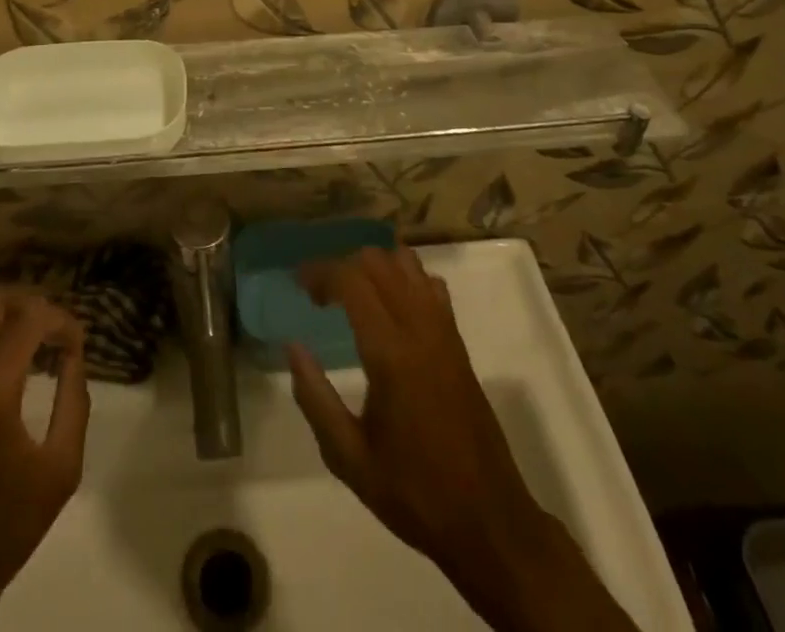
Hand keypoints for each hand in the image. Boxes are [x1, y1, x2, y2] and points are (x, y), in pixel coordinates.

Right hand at [291, 248, 635, 631]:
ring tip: (351, 292)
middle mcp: (420, 330)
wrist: (490, 523)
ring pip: (408, 265)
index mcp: (391, 354)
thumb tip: (293, 347)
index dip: (321, 271)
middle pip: (379, 261)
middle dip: (343, 264)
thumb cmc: (414, 494)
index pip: (352, 281)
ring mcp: (445, 333)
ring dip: (374, 265)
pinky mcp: (459, 343)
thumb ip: (315, 398)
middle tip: (320, 293)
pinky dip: (405, 277)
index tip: (299, 283)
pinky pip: (430, 286)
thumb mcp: (349, 459)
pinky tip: (390, 305)